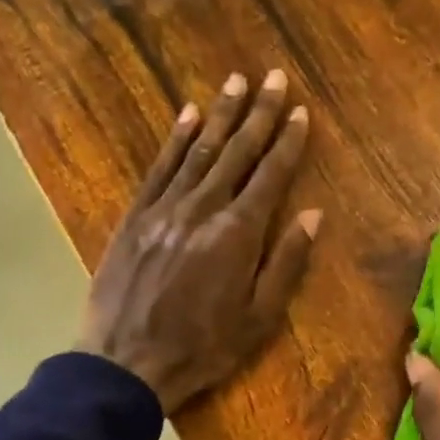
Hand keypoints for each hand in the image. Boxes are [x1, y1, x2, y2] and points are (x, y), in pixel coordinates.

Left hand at [77, 70, 320, 414]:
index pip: (271, 175)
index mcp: (238, 234)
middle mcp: (203, 209)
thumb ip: (286, 264)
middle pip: (237, 152)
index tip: (302, 112)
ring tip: (237, 82)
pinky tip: (187, 115)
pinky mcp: (135, 216)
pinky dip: (175, 139)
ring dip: (220, 114)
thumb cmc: (201, 348)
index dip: (289, 142)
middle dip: (259, 114)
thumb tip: (314, 215)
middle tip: (275, 77)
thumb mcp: (258, 319)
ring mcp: (164, 209)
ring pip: (198, 150)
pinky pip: (159, 168)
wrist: (126, 362)